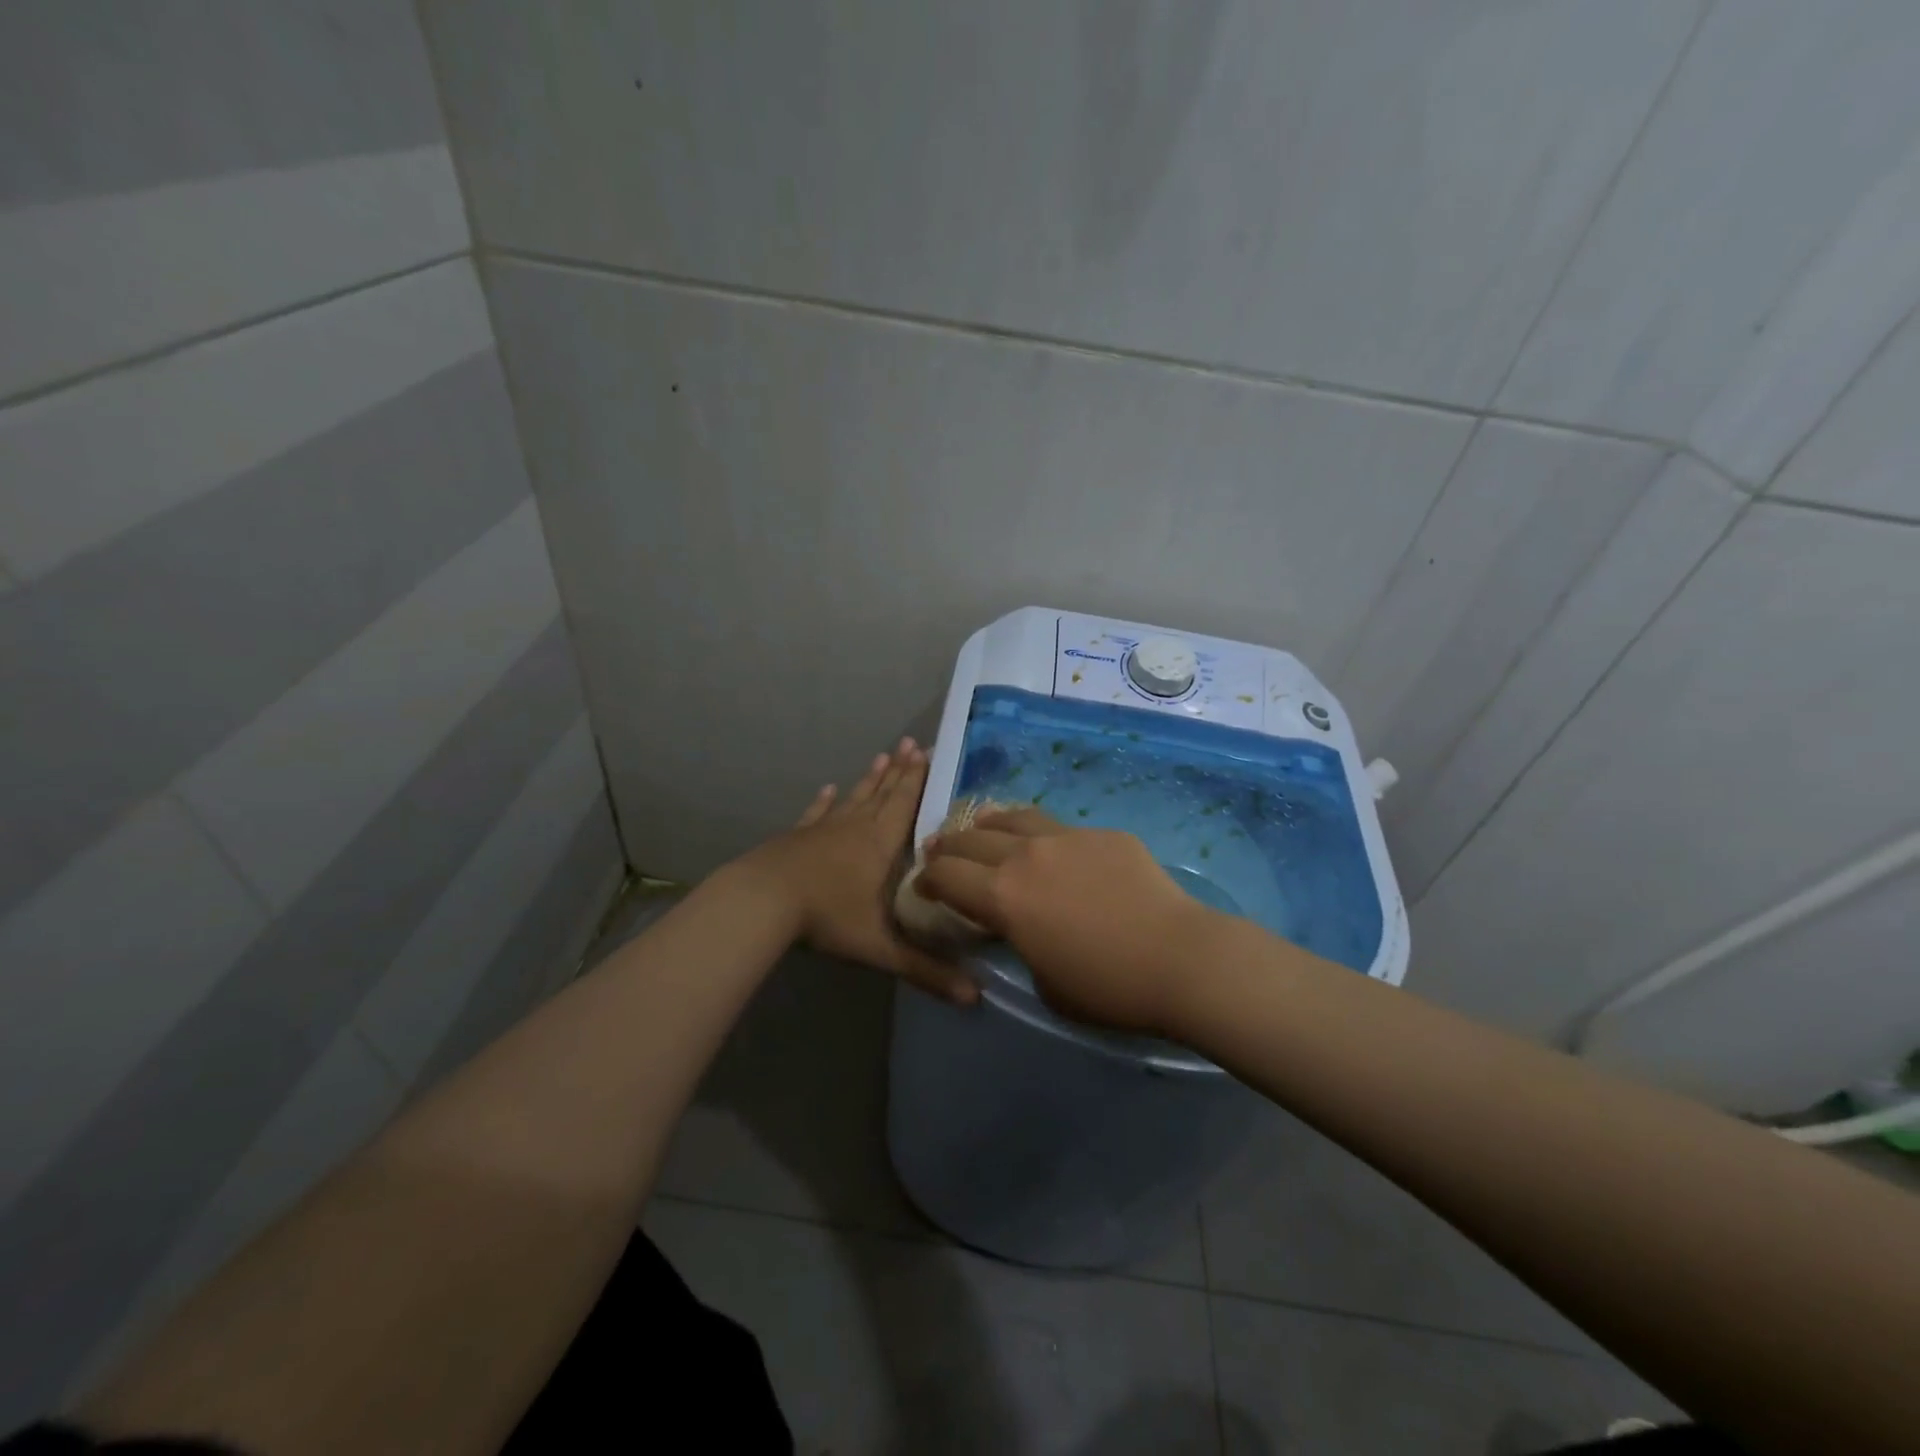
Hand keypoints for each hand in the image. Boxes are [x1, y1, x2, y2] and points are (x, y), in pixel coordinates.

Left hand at [740, 739, 979, 1005]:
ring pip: (854, 798)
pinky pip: (817, 813)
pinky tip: (828, 789)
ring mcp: (823, 829)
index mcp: (879, 846)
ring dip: (870, 779)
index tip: (928, 753)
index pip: (905, 806)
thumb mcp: (880, 948)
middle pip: (882, 794)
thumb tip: (974, 998)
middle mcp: (855, 828)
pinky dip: (825, 801)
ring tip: (882, 756)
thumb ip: (925, 970)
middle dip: (900, 771)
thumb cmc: (826, 917)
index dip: (918, 781)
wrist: (761, 902)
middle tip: (911, 744)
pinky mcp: (797, 837)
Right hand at [915, 807, 1222, 1035]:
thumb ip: (1022, 944)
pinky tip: (1055, 852)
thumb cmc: (1107, 988)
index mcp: (1003, 896)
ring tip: (985, 830)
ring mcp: (1067, 837)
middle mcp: (1026, 855)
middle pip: (972, 838)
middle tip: (942, 853)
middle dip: (949, 846)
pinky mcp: (1103, 834)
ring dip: (990, 826)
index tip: (924, 885)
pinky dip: (1043, 837)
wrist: (1179, 958)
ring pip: (1014, 818)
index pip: (946, 875)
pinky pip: (1061, 828)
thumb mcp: (1044, 981)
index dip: (927, 879)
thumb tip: (1023, 926)